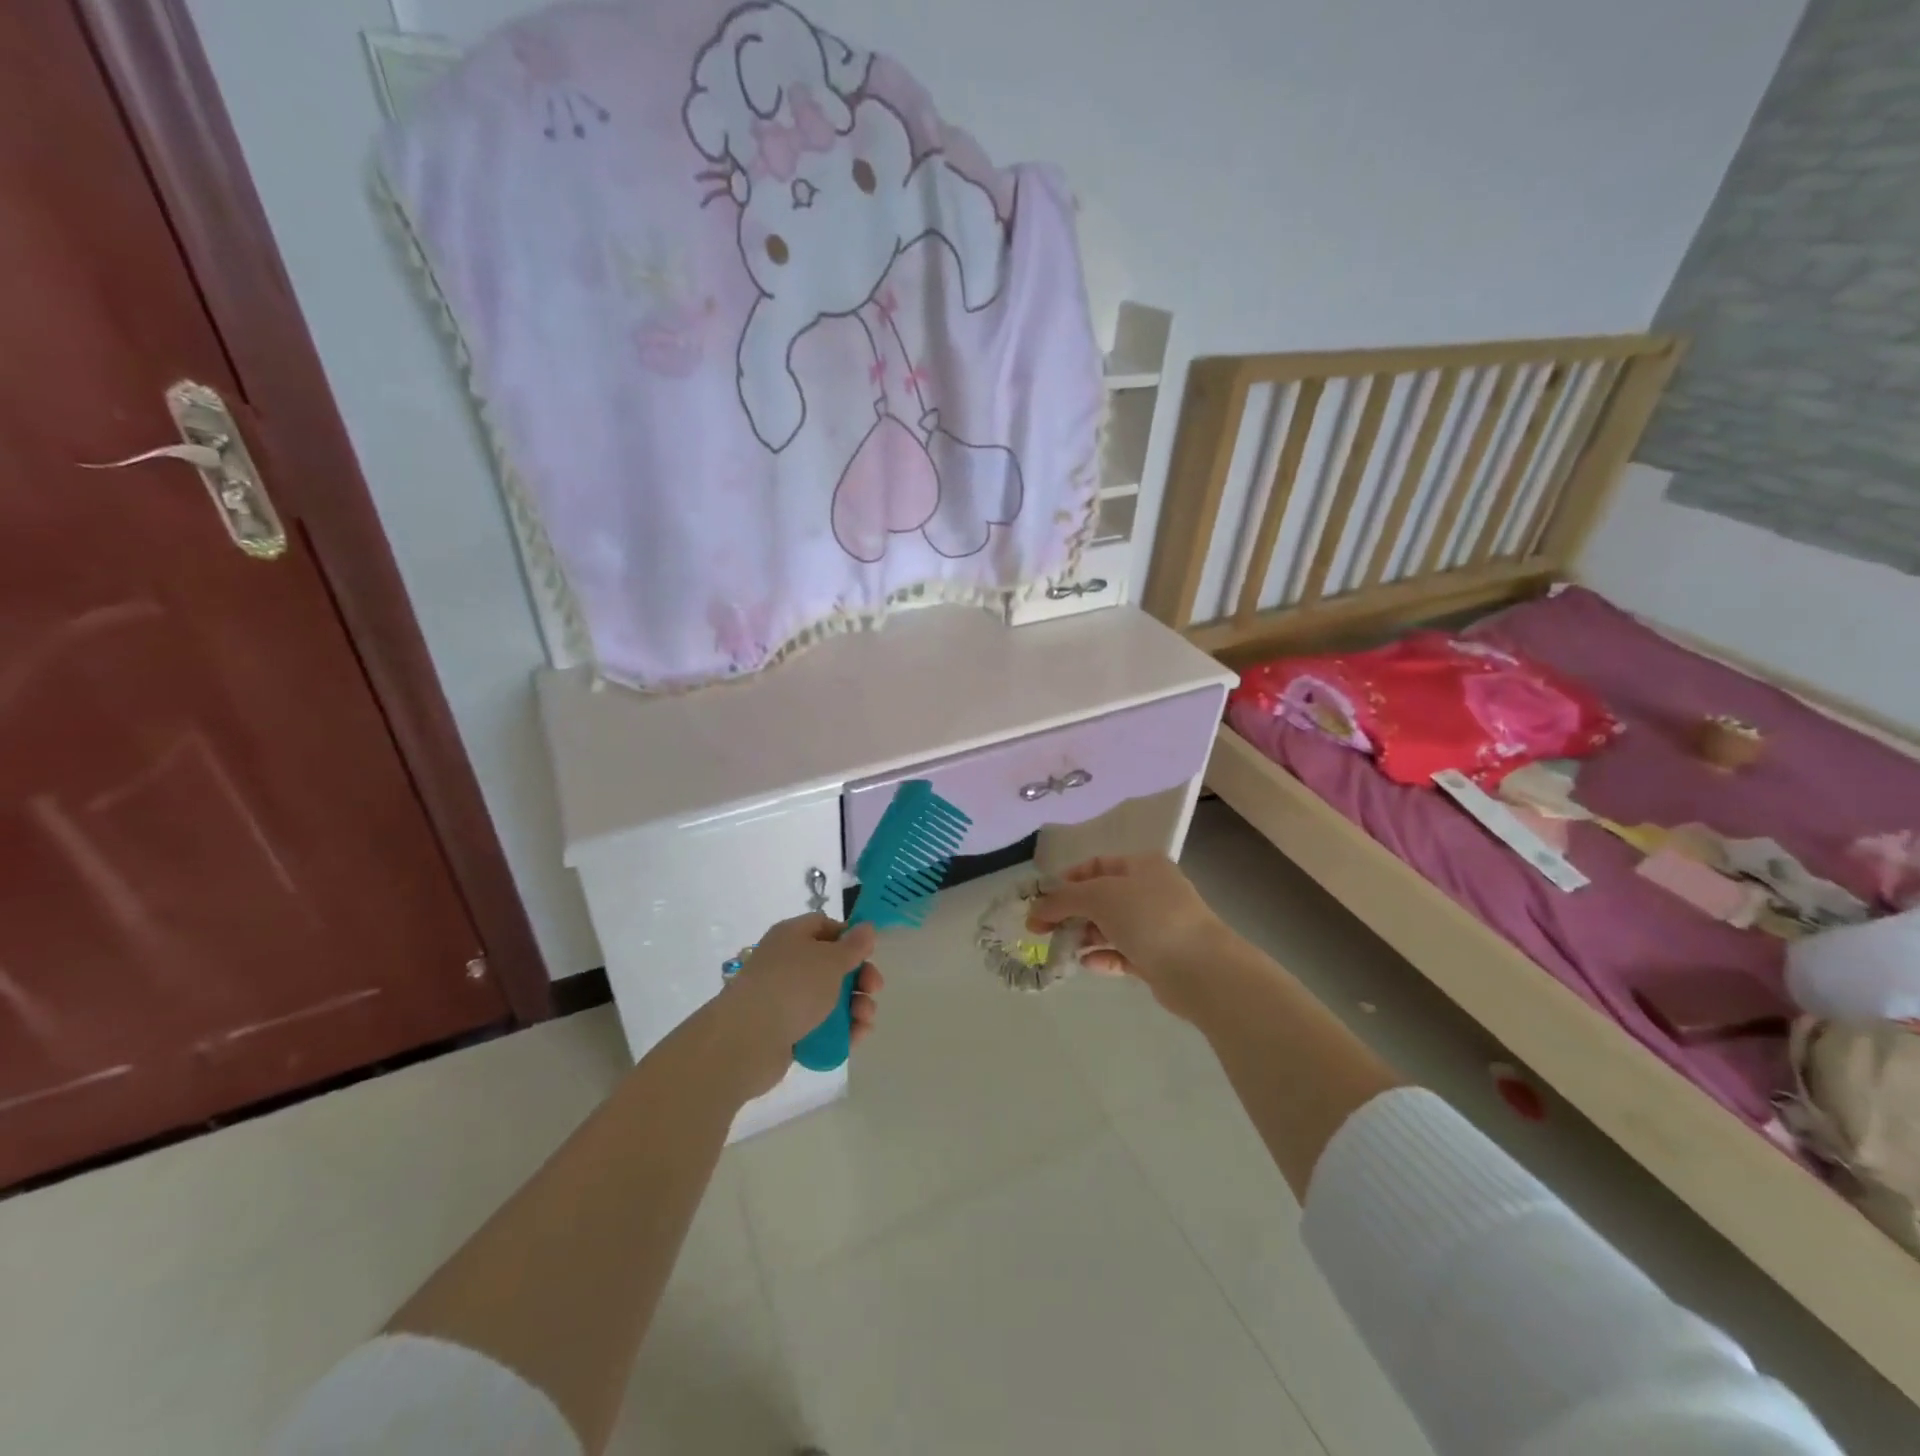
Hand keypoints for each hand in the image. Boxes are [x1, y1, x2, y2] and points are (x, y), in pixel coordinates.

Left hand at [721, 913, 882, 1097]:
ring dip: (855, 1007)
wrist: (746, 1041)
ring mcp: (785, 998)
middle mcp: (787, 963)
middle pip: (832, 965)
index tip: (869, 953)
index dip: (850, 937)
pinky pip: (820, 1026)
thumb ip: (853, 946)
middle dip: (859, 978)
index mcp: (793, 936)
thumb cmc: (793, 987)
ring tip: (865, 1020)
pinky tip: (856, 1037)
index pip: (825, 926)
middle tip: (874, 989)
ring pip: (830, 998)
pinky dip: (841, 1030)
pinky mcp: (786, 1031)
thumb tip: (867, 927)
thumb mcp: (830, 960)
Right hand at [1027, 855, 1233, 1021]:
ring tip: (1061, 949)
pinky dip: (1103, 957)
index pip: (1097, 865)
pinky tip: (1087, 964)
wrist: (1201, 969)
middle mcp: (1151, 891)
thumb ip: (1063, 899)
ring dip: (1084, 936)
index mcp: (1143, 865)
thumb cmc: (1149, 917)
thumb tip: (1035, 910)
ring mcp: (1156, 926)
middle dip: (1070, 912)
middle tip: (1041, 930)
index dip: (1067, 879)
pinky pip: (1122, 953)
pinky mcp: (1158, 958)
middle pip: (1101, 897)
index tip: (1042, 899)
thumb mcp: (1099, 896)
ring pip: (1110, 927)